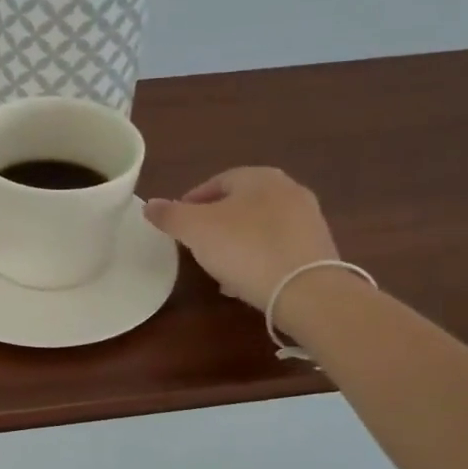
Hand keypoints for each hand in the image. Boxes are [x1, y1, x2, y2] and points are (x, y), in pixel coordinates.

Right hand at [144, 167, 338, 309]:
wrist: (307, 291)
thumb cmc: (244, 248)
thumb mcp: (194, 229)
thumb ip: (169, 215)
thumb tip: (149, 205)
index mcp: (259, 177)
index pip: (216, 181)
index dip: (191, 202)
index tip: (177, 225)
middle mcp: (288, 190)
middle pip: (240, 204)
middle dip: (215, 223)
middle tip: (195, 244)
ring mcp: (308, 220)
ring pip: (259, 227)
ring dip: (236, 242)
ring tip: (218, 266)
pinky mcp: (318, 249)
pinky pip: (277, 248)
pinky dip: (258, 258)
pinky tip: (245, 281)